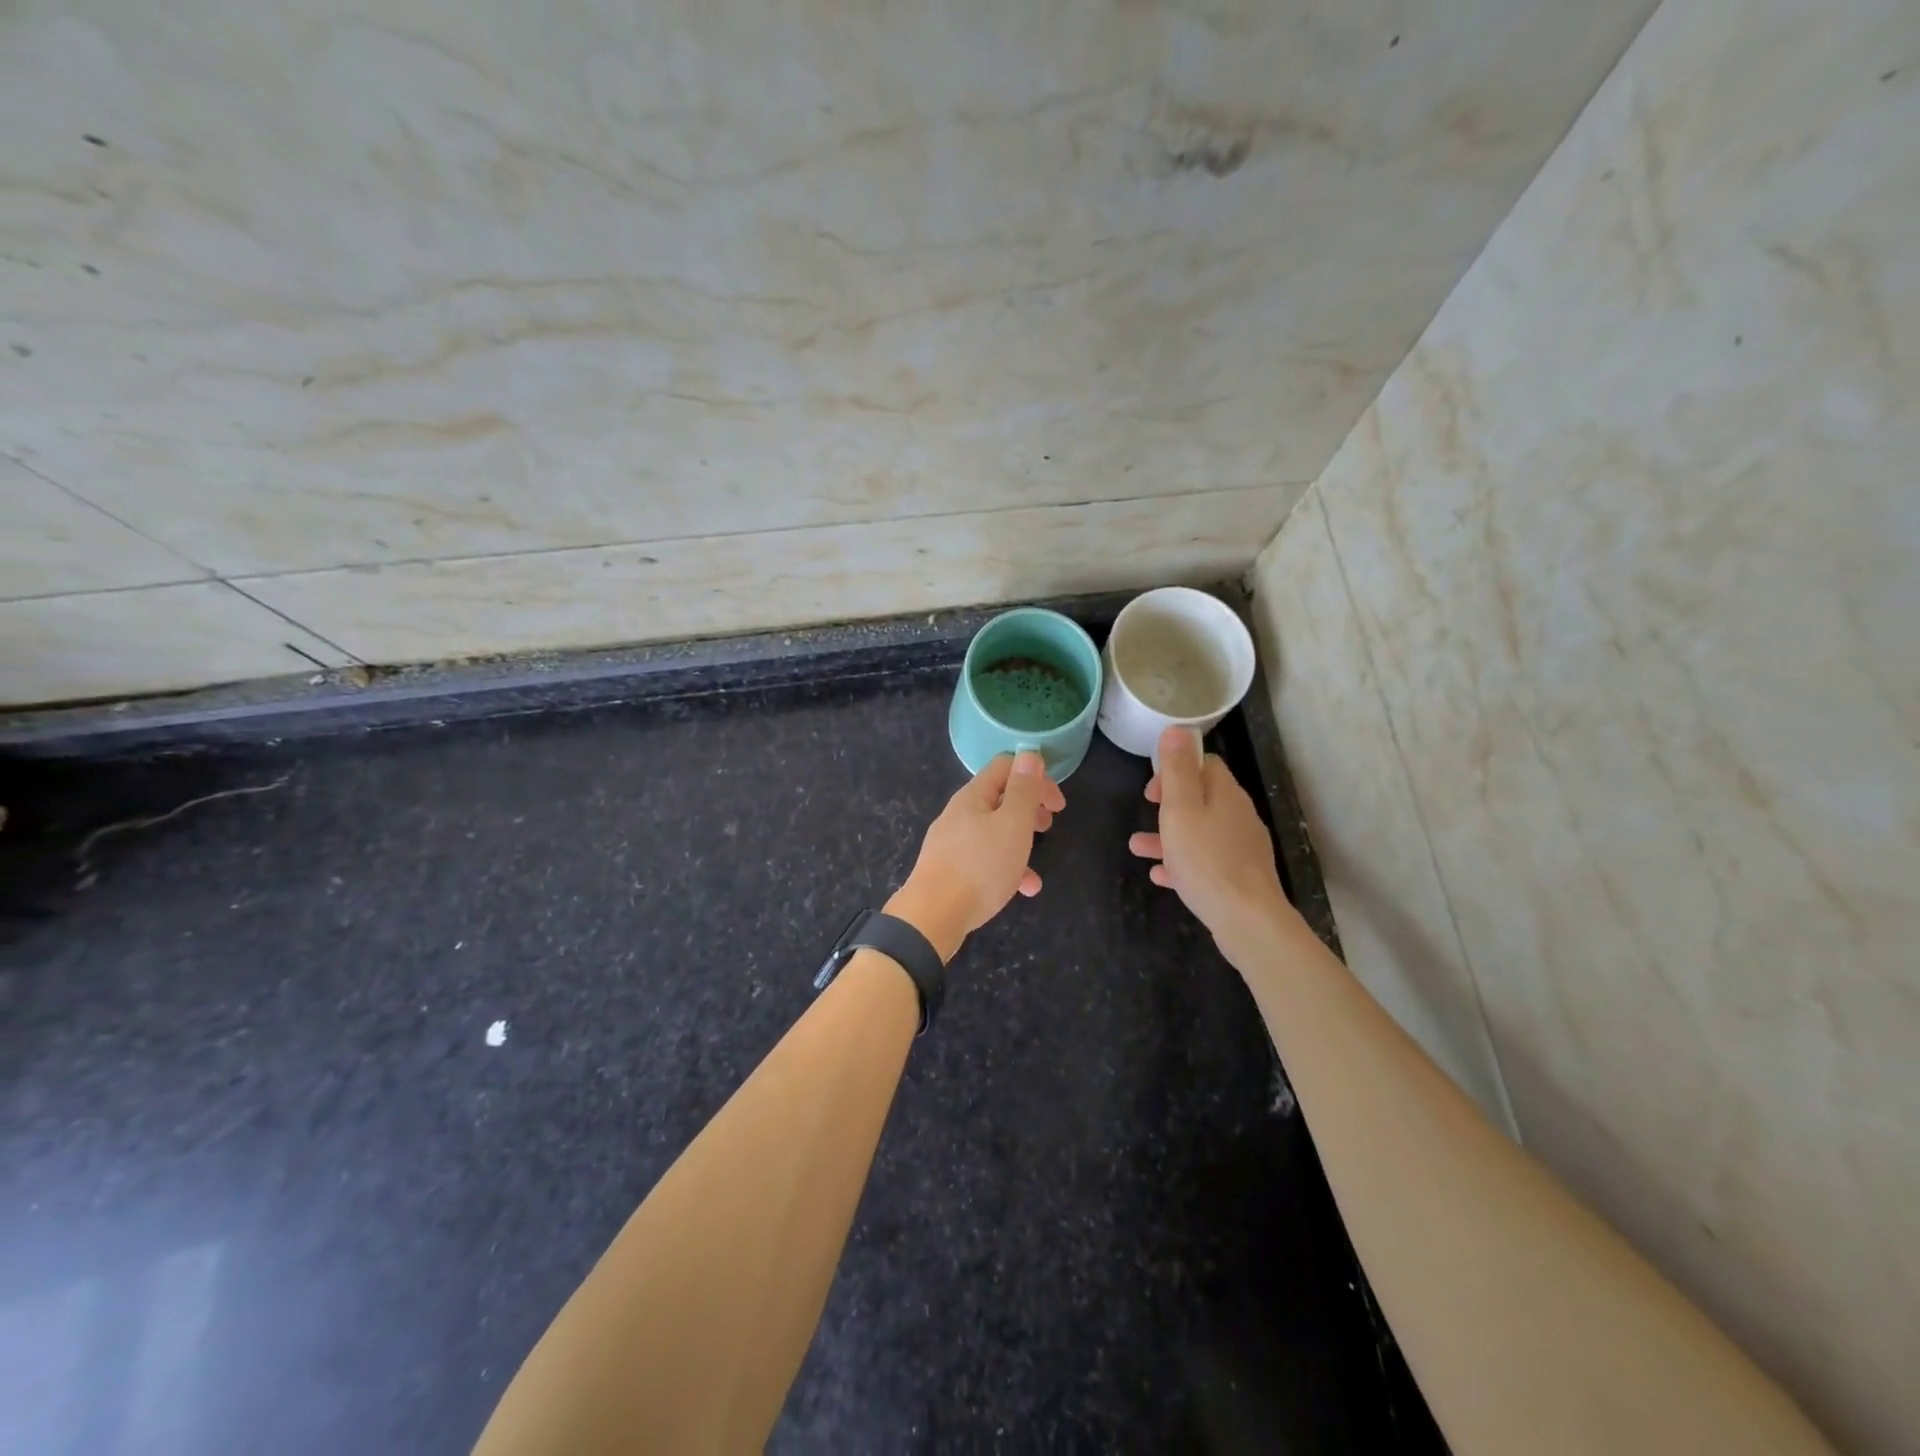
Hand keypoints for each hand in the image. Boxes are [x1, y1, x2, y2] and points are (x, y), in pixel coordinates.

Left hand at [888, 751, 1065, 959]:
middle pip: (1000, 798)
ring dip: (1020, 839)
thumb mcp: (1012, 824)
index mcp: (974, 796)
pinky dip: (1007, 868)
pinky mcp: (951, 870)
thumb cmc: (980, 866)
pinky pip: (985, 860)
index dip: (1036, 776)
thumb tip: (1029, 754)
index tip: (1057, 803)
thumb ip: (1023, 790)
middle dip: (1029, 808)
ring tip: (1037, 858)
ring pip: (994, 831)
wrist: (933, 916)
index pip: (1006, 766)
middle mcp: (960, 814)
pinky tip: (1024, 889)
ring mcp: (953, 843)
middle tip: (1049, 824)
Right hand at [1129, 727, 1292, 964]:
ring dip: (1169, 835)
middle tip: (1147, 812)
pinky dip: (1182, 862)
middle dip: (1171, 803)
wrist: (1247, 919)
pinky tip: (1160, 876)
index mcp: (1225, 794)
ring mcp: (1241, 848)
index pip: (1206, 764)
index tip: (1152, 790)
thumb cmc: (1206, 859)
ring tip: (1137, 847)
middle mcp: (1238, 816)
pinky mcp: (1239, 876)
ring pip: (1200, 832)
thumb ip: (1177, 770)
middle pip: (1203, 797)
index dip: (1176, 769)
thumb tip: (1178, 728)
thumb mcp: (1181, 809)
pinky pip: (1206, 861)